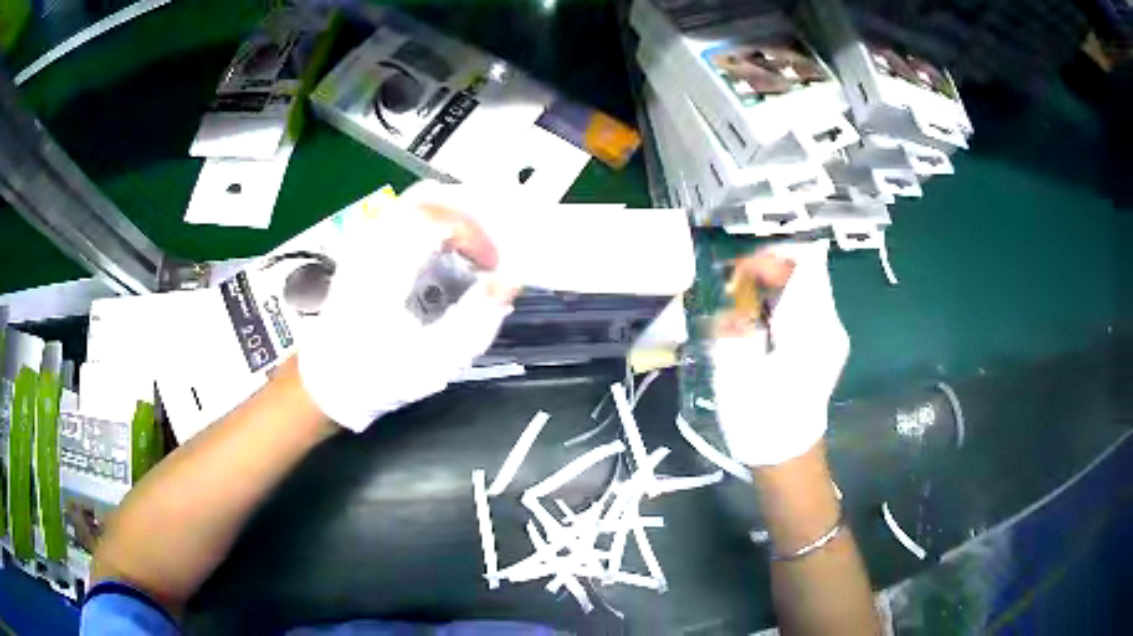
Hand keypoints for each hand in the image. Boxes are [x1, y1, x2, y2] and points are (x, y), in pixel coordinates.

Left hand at [298, 181, 518, 431]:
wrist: (328, 381)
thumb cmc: (379, 375)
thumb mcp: (433, 361)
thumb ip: (476, 322)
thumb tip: (508, 282)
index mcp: (384, 267)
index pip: (437, 217)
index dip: (476, 233)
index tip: (494, 265)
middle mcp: (371, 243)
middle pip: (427, 197)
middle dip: (470, 214)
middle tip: (493, 243)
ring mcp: (364, 240)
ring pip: (415, 201)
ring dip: (453, 215)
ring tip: (476, 245)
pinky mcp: (364, 247)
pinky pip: (405, 214)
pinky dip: (435, 221)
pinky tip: (447, 247)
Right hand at [710, 240, 848, 466]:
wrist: (786, 454)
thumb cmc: (757, 417)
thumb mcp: (734, 370)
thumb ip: (734, 328)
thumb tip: (734, 311)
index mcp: (811, 328)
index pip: (801, 265)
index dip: (767, 260)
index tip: (738, 276)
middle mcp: (830, 325)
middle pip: (804, 272)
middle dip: (766, 274)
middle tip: (735, 293)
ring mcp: (832, 335)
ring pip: (804, 288)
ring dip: (771, 290)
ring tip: (744, 313)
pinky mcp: (827, 345)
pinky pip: (805, 308)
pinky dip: (779, 306)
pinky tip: (759, 329)